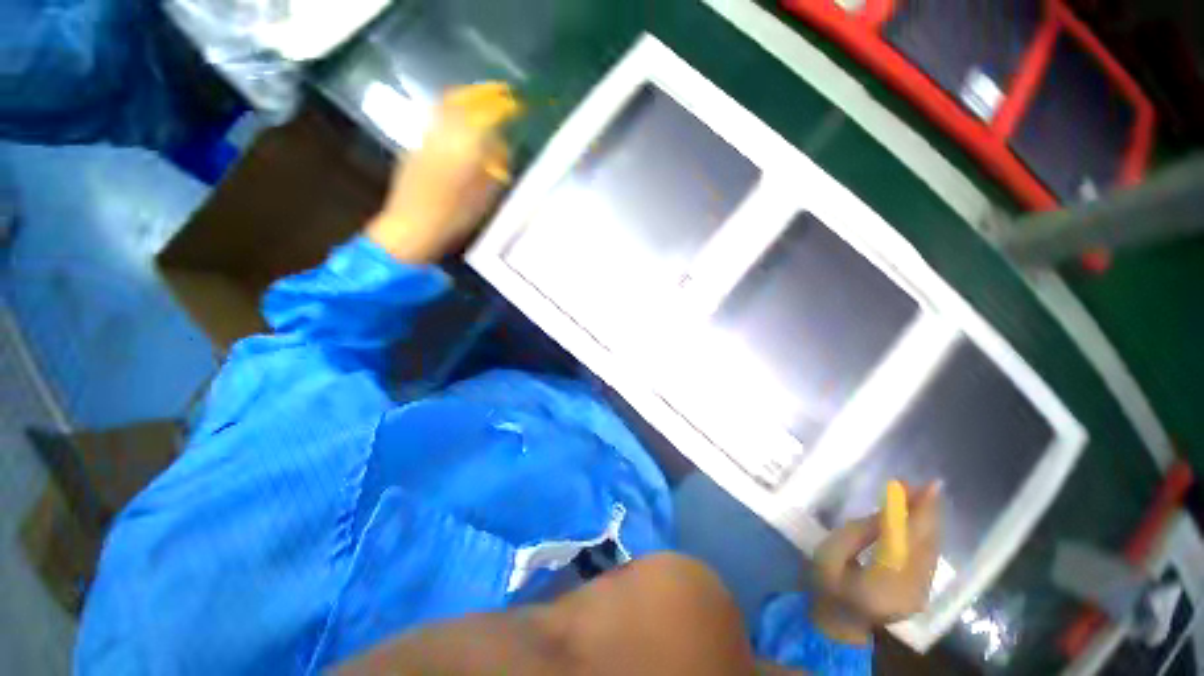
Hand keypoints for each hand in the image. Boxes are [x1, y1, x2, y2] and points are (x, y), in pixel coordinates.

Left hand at [366, 82, 520, 262]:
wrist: (411, 227)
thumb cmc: (454, 218)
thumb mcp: (484, 197)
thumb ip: (494, 168)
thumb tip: (502, 149)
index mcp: (463, 147)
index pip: (485, 114)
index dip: (502, 105)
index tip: (515, 103)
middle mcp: (442, 134)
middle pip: (462, 101)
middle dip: (483, 94)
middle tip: (500, 94)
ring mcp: (425, 139)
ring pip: (446, 108)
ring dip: (466, 101)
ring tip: (482, 105)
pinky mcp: (415, 147)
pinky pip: (437, 121)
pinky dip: (452, 115)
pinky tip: (461, 128)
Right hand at [810, 482, 942, 643]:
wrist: (839, 621)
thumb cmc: (827, 582)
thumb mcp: (831, 552)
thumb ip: (859, 532)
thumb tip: (890, 510)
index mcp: (883, 584)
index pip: (907, 542)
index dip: (920, 513)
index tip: (929, 487)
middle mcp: (912, 592)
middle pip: (926, 545)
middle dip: (928, 513)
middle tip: (925, 485)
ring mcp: (921, 595)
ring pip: (931, 551)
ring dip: (928, 523)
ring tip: (922, 496)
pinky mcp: (923, 593)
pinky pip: (928, 558)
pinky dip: (926, 536)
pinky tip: (919, 520)